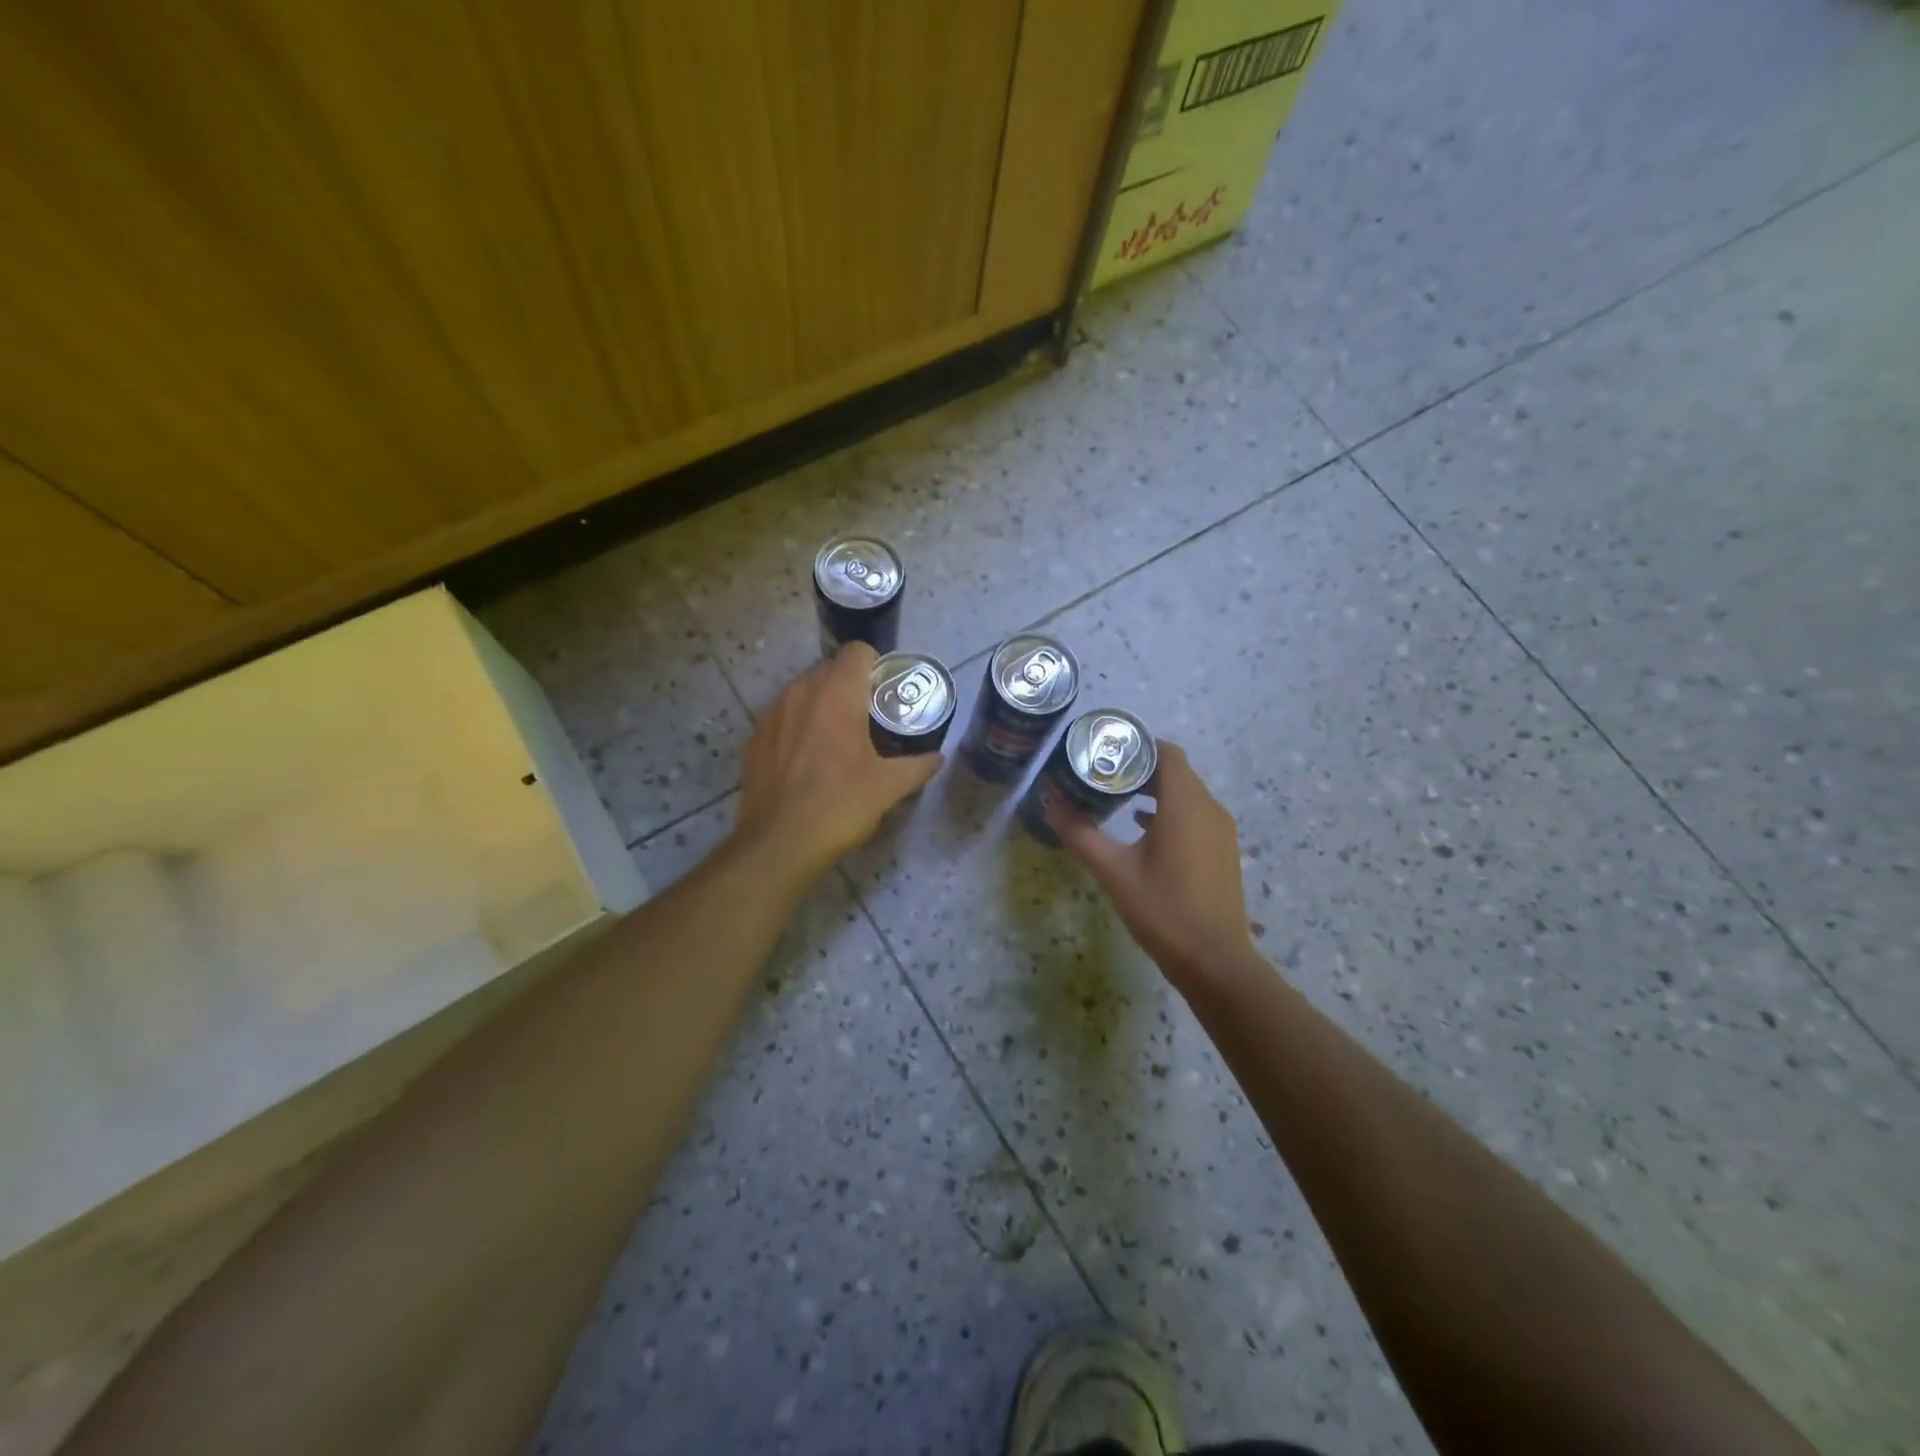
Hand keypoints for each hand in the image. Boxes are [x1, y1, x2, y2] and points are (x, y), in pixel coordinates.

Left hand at [734, 643, 940, 880]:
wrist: (780, 843)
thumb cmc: (840, 804)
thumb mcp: (888, 787)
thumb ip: (917, 766)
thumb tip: (937, 758)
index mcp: (836, 694)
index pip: (858, 652)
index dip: (876, 665)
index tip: (886, 691)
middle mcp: (800, 692)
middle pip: (830, 669)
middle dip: (851, 686)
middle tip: (870, 717)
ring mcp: (772, 713)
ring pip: (804, 692)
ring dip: (823, 704)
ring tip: (838, 738)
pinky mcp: (754, 738)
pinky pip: (783, 717)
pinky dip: (798, 726)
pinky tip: (808, 760)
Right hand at [1049, 740, 1260, 994]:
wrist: (1214, 961)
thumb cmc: (1162, 909)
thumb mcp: (1112, 871)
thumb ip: (1080, 833)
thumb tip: (1049, 803)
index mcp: (1184, 804)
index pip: (1166, 752)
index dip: (1137, 745)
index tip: (1106, 750)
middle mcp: (1208, 808)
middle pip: (1175, 771)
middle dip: (1140, 768)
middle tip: (1102, 773)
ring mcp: (1220, 830)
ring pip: (1186, 794)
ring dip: (1154, 790)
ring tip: (1116, 797)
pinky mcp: (1222, 850)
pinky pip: (1195, 815)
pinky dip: (1169, 811)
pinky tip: (1141, 828)